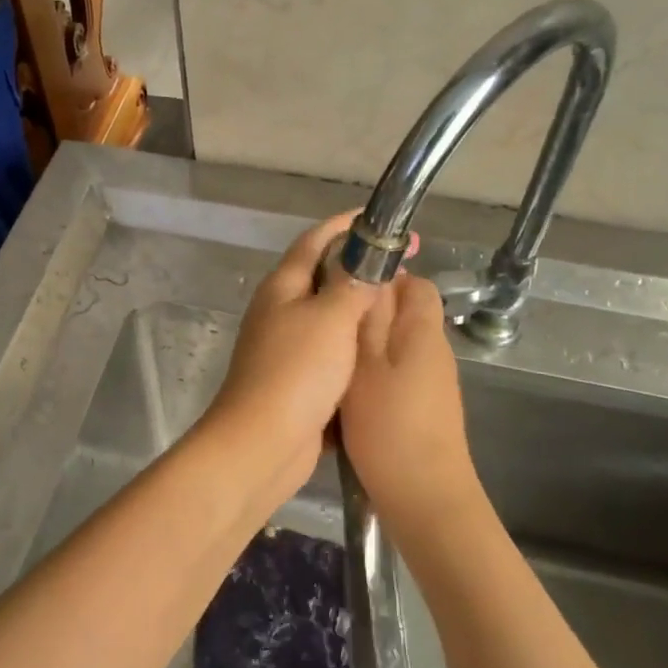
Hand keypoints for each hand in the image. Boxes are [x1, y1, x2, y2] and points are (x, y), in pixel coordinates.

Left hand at [206, 212, 384, 502]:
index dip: (349, 225)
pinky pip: (330, 350)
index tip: (386, 223)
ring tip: (398, 303)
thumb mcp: (331, 318)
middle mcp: (280, 310)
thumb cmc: (296, 372)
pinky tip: (380, 348)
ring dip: (359, 306)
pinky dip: (354, 343)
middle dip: (360, 265)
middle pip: (322, 275)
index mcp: (282, 286)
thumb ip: (352, 284)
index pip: (316, 239)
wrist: (263, 444)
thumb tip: (368, 257)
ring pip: (328, 314)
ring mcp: (285, 346)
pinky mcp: (296, 379)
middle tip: (404, 266)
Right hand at [340, 275, 484, 540]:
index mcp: (423, 332)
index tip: (343, 292)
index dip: (382, 278)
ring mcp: (432, 383)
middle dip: (366, 316)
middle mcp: (433, 352)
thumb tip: (370, 276)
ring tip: (329, 361)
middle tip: (327, 329)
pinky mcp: (424, 410)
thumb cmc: (389, 427)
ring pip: (394, 348)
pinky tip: (344, 397)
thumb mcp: (365, 366)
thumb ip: (366, 320)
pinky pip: (394, 377)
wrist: (424, 499)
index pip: (415, 284)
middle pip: (402, 316)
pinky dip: (371, 378)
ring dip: (365, 350)